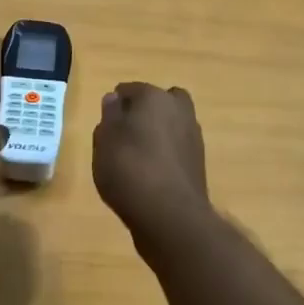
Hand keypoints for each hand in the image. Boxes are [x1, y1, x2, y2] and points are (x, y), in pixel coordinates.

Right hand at [92, 83, 209, 234]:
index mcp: (154, 97)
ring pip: (171, 123)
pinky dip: (165, 153)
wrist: (170, 215)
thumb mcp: (104, 141)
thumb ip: (109, 115)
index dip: (115, 105)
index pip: (130, 89)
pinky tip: (150, 172)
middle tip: (125, 133)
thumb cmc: (129, 169)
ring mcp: (193, 136)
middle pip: (159, 101)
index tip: (105, 125)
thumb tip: (114, 99)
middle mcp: (179, 110)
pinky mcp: (198, 161)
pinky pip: (177, 147)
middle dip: (144, 111)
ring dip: (157, 132)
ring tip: (135, 157)